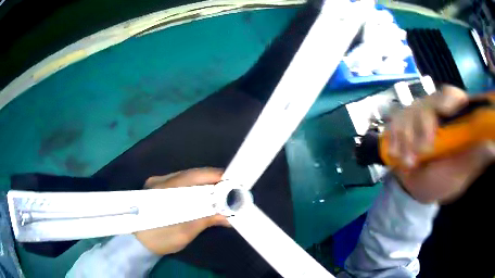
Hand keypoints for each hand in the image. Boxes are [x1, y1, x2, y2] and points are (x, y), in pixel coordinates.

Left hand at [134, 168, 229, 254]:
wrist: (137, 243)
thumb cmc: (159, 239)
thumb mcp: (183, 233)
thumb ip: (205, 220)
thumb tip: (228, 217)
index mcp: (165, 190)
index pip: (193, 176)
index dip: (214, 177)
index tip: (232, 182)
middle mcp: (160, 180)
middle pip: (191, 174)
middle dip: (212, 180)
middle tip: (230, 188)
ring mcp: (157, 182)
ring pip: (186, 177)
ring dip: (204, 184)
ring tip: (220, 192)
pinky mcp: (157, 187)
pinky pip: (181, 183)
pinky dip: (195, 188)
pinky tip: (203, 195)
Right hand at [388, 85, 494, 202]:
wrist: (418, 188)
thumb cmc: (443, 181)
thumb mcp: (462, 172)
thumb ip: (476, 157)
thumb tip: (493, 145)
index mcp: (454, 116)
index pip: (451, 95)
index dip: (446, 101)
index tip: (443, 114)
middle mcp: (436, 110)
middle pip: (427, 102)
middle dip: (421, 125)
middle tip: (422, 152)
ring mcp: (418, 115)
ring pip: (408, 111)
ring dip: (405, 137)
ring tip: (408, 162)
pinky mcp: (403, 123)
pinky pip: (394, 121)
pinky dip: (393, 136)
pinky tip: (395, 152)